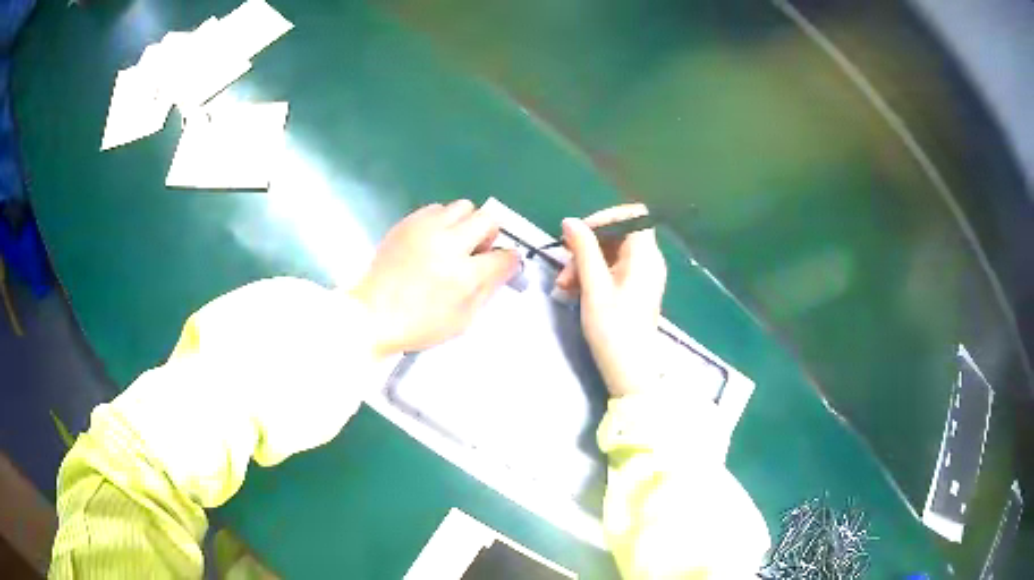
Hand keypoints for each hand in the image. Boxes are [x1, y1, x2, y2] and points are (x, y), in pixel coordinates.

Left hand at [351, 200, 519, 356]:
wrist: (371, 314)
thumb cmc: (418, 325)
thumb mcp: (462, 320)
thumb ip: (487, 291)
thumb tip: (503, 268)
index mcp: (463, 275)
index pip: (503, 256)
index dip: (509, 261)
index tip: (504, 264)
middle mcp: (448, 245)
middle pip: (487, 220)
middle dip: (490, 234)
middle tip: (479, 250)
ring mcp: (425, 229)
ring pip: (462, 207)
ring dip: (466, 223)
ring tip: (454, 242)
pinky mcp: (407, 223)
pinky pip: (436, 208)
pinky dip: (442, 220)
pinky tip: (433, 240)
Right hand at [556, 204, 666, 396]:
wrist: (630, 372)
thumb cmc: (614, 330)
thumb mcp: (594, 288)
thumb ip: (584, 250)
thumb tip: (570, 221)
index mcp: (645, 256)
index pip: (633, 215)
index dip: (605, 217)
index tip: (579, 234)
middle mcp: (649, 261)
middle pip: (618, 234)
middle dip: (587, 246)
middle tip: (564, 267)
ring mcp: (643, 276)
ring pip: (611, 253)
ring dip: (585, 263)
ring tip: (563, 286)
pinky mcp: (635, 290)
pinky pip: (613, 270)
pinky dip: (593, 275)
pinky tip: (573, 291)